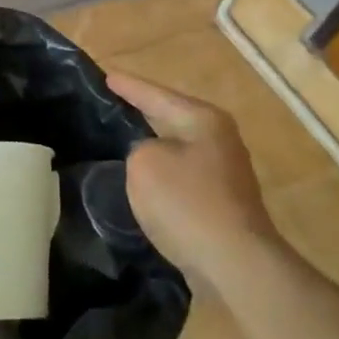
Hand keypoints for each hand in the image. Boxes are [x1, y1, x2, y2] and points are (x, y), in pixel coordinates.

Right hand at [108, 71, 283, 283]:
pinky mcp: (220, 201)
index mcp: (203, 120)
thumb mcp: (144, 162)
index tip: (104, 75)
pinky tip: (141, 178)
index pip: (156, 94)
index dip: (128, 86)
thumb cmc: (187, 203)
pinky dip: (159, 173)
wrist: (234, 263)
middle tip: (110, 102)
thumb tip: (150, 157)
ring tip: (118, 138)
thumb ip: (138, 147)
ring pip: (175, 148)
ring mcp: (223, 172)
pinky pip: (179, 176)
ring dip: (150, 145)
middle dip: (142, 111)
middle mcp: (219, 139)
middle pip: (171, 117)